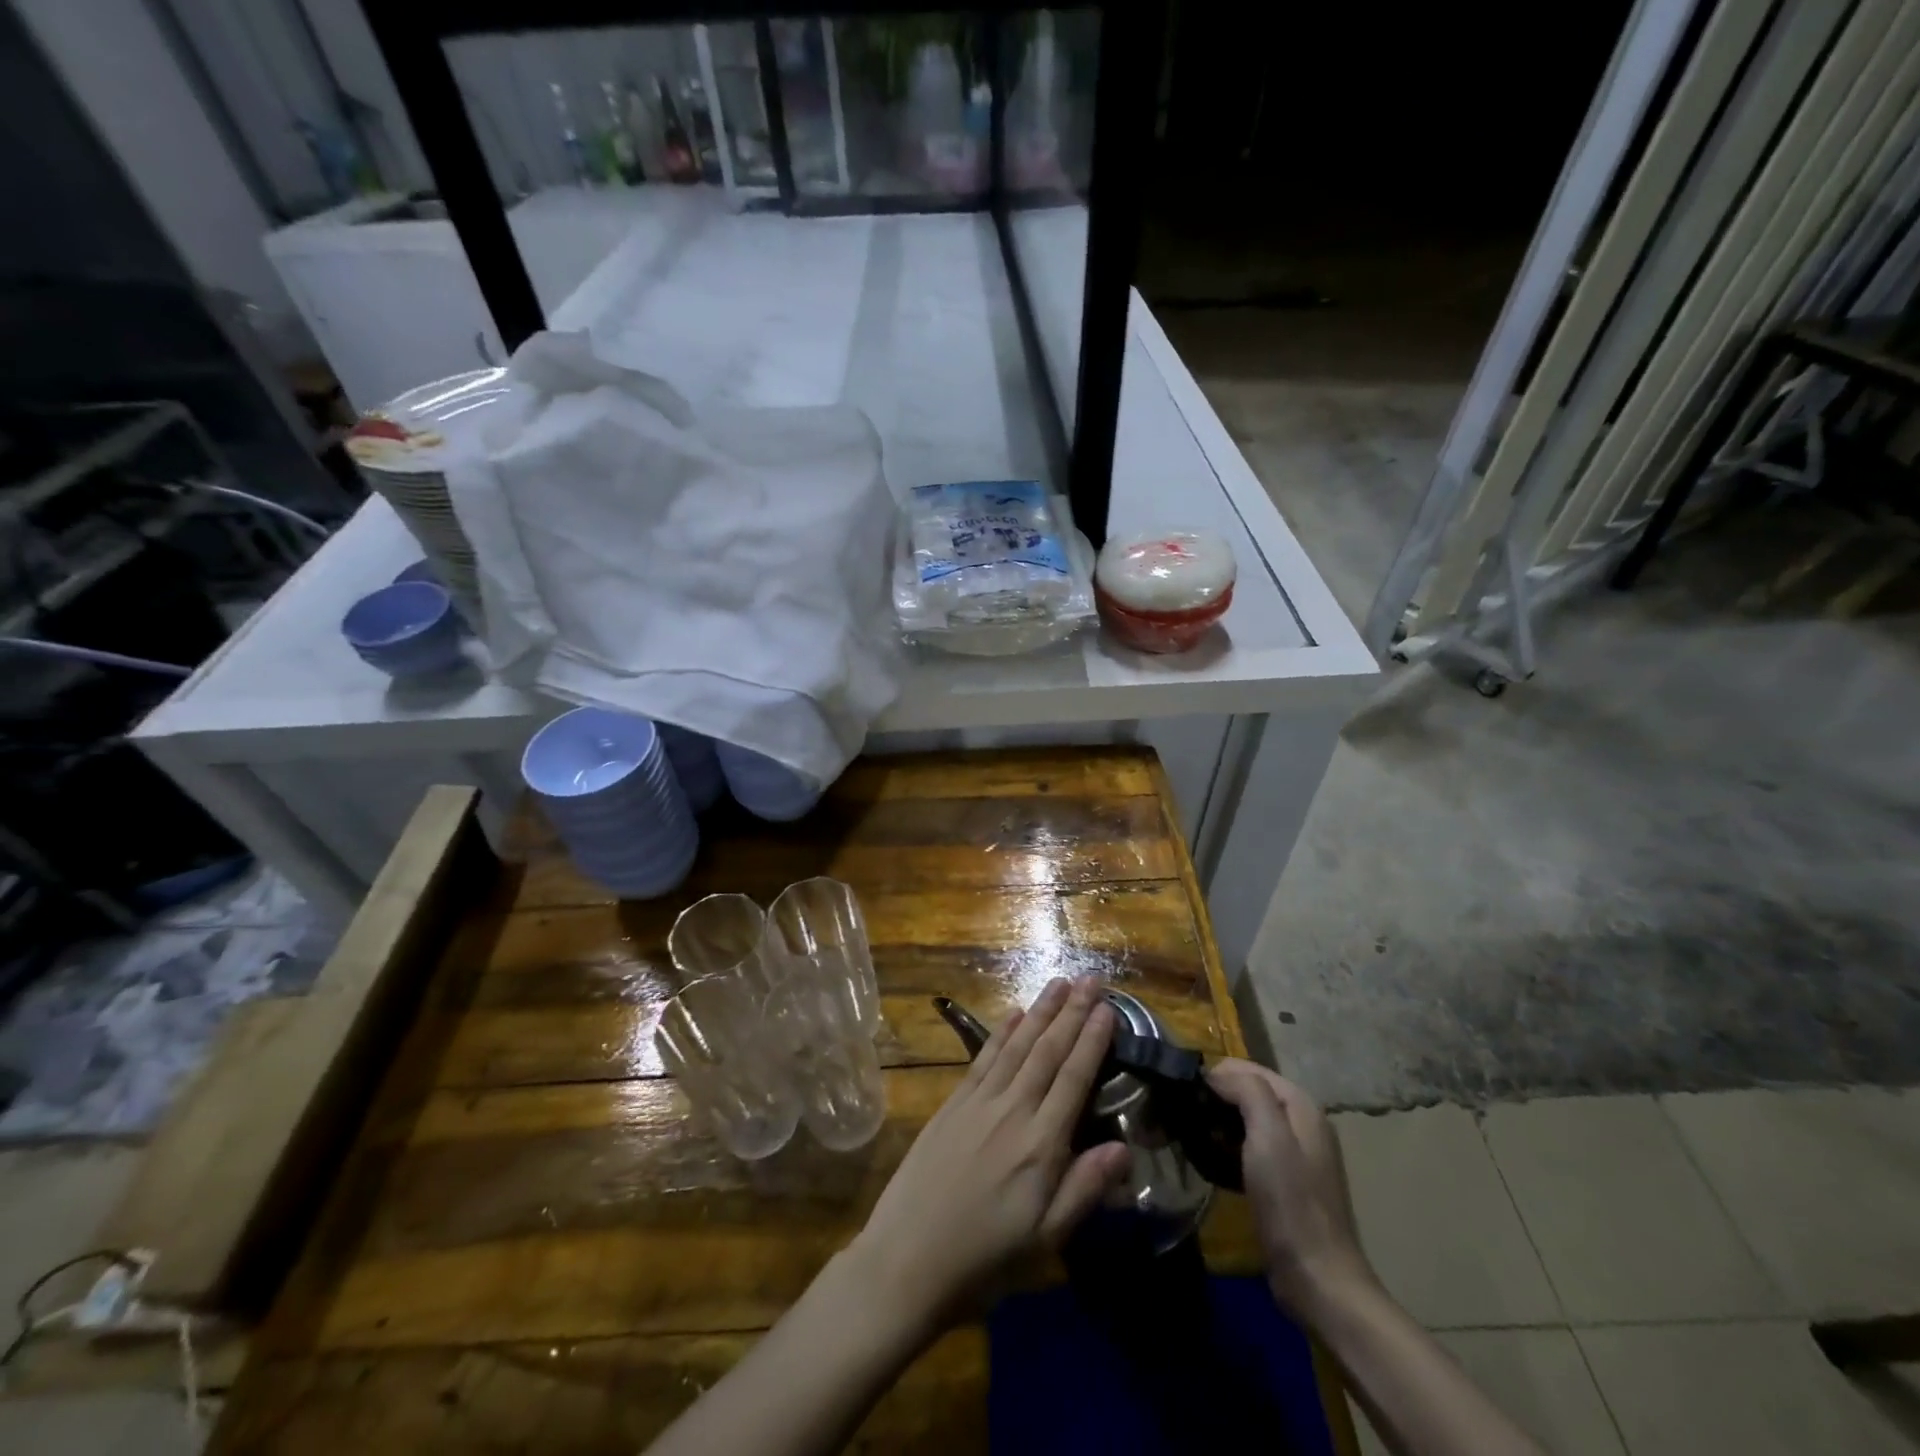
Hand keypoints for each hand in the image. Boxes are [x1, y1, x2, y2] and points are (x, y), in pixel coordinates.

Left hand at [847, 978, 1131, 1339]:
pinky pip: (983, 1058)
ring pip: (1017, 1045)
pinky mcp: (952, 1104)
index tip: (1108, 1008)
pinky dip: (1001, 1032)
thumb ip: (1084, 1188)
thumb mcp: (1044, 1240)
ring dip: (1040, 1011)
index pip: (1074, 1078)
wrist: (907, 1259)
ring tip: (1060, 983)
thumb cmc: (984, 1258)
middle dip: (1072, 1012)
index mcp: (1040, 1145)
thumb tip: (1126, 1147)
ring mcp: (978, 1102)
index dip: (1092, 1040)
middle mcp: (1011, 1111)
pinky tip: (1014, 1013)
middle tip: (1091, 979)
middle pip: (1047, 1051)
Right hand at [1207, 1059, 1375, 1321]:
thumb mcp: (1268, 1137)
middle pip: (1248, 1092)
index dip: (1214, 1074)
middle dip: (1214, 1097)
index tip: (1181, 1090)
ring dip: (1218, 1122)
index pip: (1248, 1068)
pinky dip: (1227, 1147)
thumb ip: (1248, 1091)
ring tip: (1187, 1133)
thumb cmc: (1291, 1202)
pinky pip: (1249, 1148)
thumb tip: (1216, 1073)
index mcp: (1301, 1105)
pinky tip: (1208, 1159)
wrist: (1317, 1280)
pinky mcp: (1285, 1182)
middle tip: (1178, 1112)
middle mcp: (1301, 1122)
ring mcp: (1295, 1154)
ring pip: (1246, 1120)